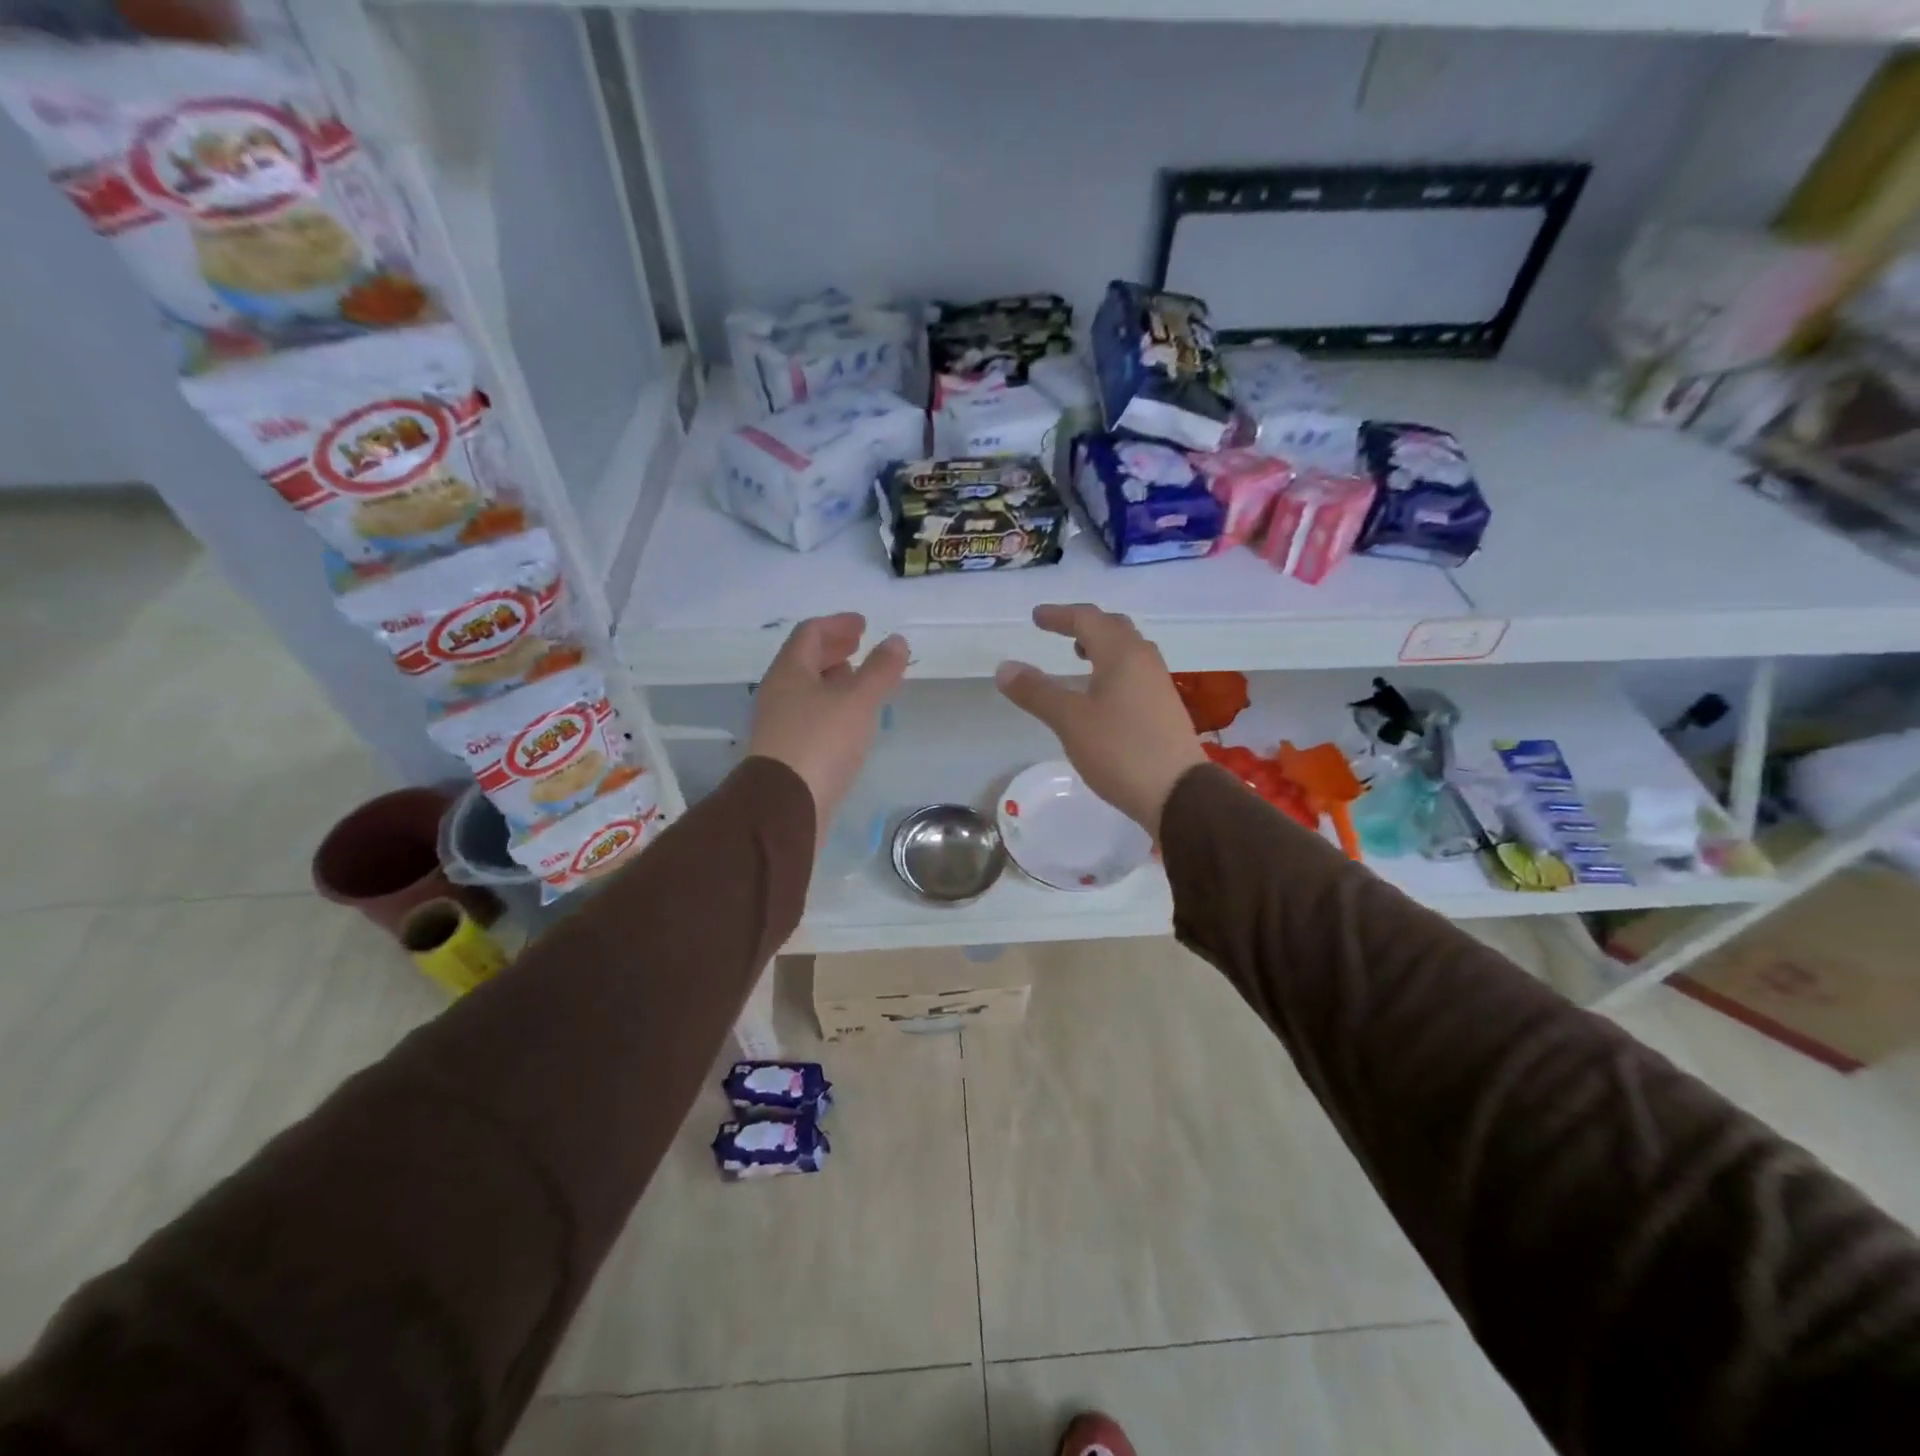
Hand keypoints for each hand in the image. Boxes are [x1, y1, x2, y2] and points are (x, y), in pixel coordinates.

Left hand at [748, 614, 908, 835]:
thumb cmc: (820, 742)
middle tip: (860, 647)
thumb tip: (896, 640)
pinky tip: (850, 722)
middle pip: (805, 661)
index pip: (810, 633)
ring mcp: (780, 724)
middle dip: (834, 650)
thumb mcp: (858, 700)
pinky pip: (811, 716)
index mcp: (790, 671)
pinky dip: (832, 707)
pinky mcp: (787, 752)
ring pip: (808, 690)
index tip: (863, 624)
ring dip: (833, 680)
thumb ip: (880, 670)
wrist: (785, 807)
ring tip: (860, 683)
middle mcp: (779, 693)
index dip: (838, 624)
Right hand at [995, 604, 1207, 833]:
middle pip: (1113, 627)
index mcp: (1122, 653)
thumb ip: (1036, 691)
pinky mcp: (1164, 707)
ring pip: (1128, 649)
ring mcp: (1158, 683)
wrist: (1179, 793)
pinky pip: (1135, 671)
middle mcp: (1144, 659)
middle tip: (1058, 631)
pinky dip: (1112, 667)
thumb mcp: (1070, 720)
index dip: (1059, 615)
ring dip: (1101, 646)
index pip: (1087, 619)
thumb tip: (1004, 667)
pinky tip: (1102, 692)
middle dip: (1084, 625)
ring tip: (1078, 657)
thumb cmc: (1121, 750)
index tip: (1036, 618)